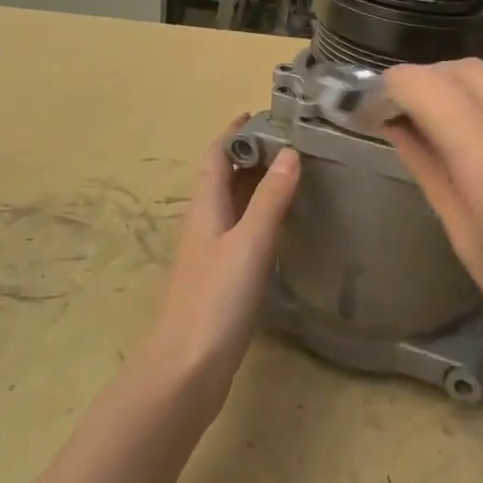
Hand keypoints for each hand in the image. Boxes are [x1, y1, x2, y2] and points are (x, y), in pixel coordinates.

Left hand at [135, 121, 300, 404]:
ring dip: (258, 185)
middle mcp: (205, 224)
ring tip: (296, 173)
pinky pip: (243, 232)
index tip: (263, 112)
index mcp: (205, 208)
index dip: (235, 132)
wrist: (186, 370)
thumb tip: (290, 152)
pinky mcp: (221, 279)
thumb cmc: (215, 299)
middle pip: (224, 178)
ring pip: (235, 205)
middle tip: (293, 141)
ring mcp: (211, 253)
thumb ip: (270, 199)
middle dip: (252, 155)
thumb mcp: (248, 242)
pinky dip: (262, 217)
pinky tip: (285, 226)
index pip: (216, 156)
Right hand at [383, 62, 482, 407]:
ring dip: (470, 85)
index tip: (380, 98)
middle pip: (469, 69)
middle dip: (431, 79)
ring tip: (456, 117)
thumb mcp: (470, 244)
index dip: (396, 84)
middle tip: (412, 109)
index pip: (432, 90)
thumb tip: (397, 124)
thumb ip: (431, 170)